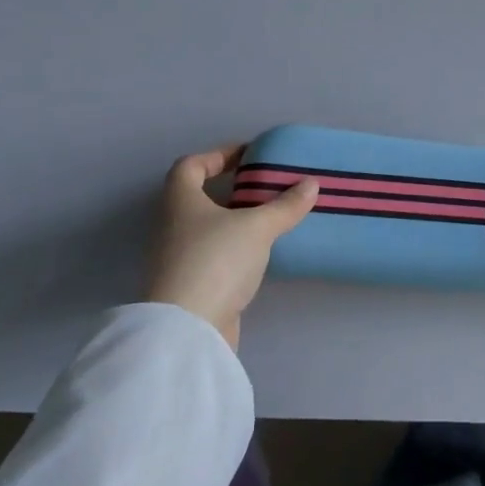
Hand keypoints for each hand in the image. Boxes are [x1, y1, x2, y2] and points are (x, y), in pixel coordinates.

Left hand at [145, 144, 317, 348]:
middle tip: (266, 186)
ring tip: (272, 217)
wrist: (188, 331)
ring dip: (236, 220)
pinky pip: (215, 256)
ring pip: (208, 228)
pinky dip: (236, 249)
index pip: (190, 166)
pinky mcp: (191, 286)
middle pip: (199, 197)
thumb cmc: (216, 261)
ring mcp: (178, 259)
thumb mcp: (257, 227)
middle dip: (231, 189)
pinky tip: (263, 253)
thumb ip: (285, 205)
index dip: (217, 155)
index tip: (248, 155)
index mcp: (180, 201)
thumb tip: (311, 183)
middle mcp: (173, 226)